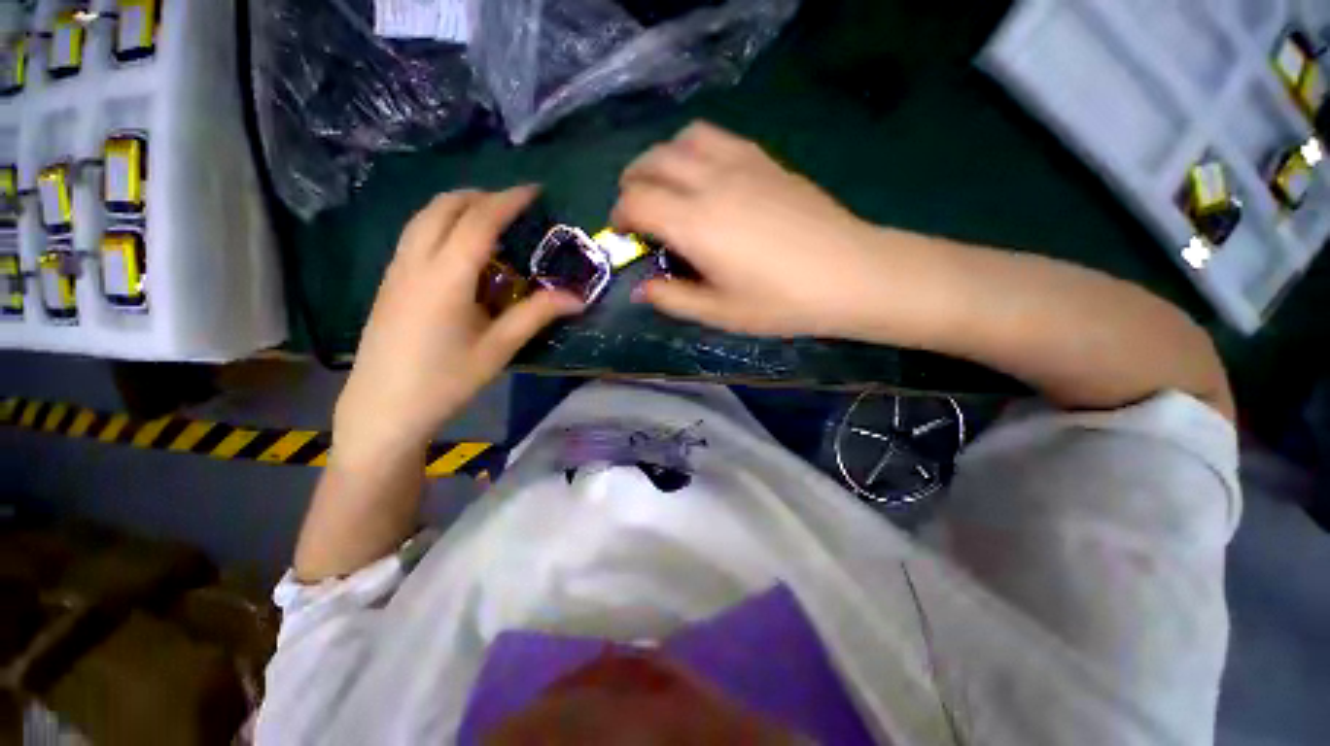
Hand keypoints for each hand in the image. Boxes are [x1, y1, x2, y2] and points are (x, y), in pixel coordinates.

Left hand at [333, 187, 583, 463]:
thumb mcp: (498, 348)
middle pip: (444, 207)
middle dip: (481, 196)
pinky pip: (416, 235)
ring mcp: (397, 270)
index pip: (479, 221)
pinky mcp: (390, 283)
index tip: (534, 190)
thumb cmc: (445, 381)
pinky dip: (441, 225)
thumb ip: (536, 315)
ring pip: (424, 217)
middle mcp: (416, 262)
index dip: (508, 200)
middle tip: (514, 205)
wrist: (383, 409)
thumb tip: (578, 298)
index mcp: (446, 276)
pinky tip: (460, 249)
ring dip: (458, 207)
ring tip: (489, 219)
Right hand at [613, 122, 895, 337]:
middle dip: (632, 183)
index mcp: (695, 224)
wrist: (848, 274)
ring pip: (682, 139)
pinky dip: (695, 150)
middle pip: (651, 162)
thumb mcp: (719, 313)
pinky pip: (716, 137)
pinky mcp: (764, 159)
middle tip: (638, 211)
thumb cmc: (780, 302)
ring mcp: (740, 164)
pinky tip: (706, 177)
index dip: (620, 216)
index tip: (624, 234)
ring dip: (663, 160)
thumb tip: (642, 288)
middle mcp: (710, 182)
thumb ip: (673, 299)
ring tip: (669, 188)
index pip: (635, 201)